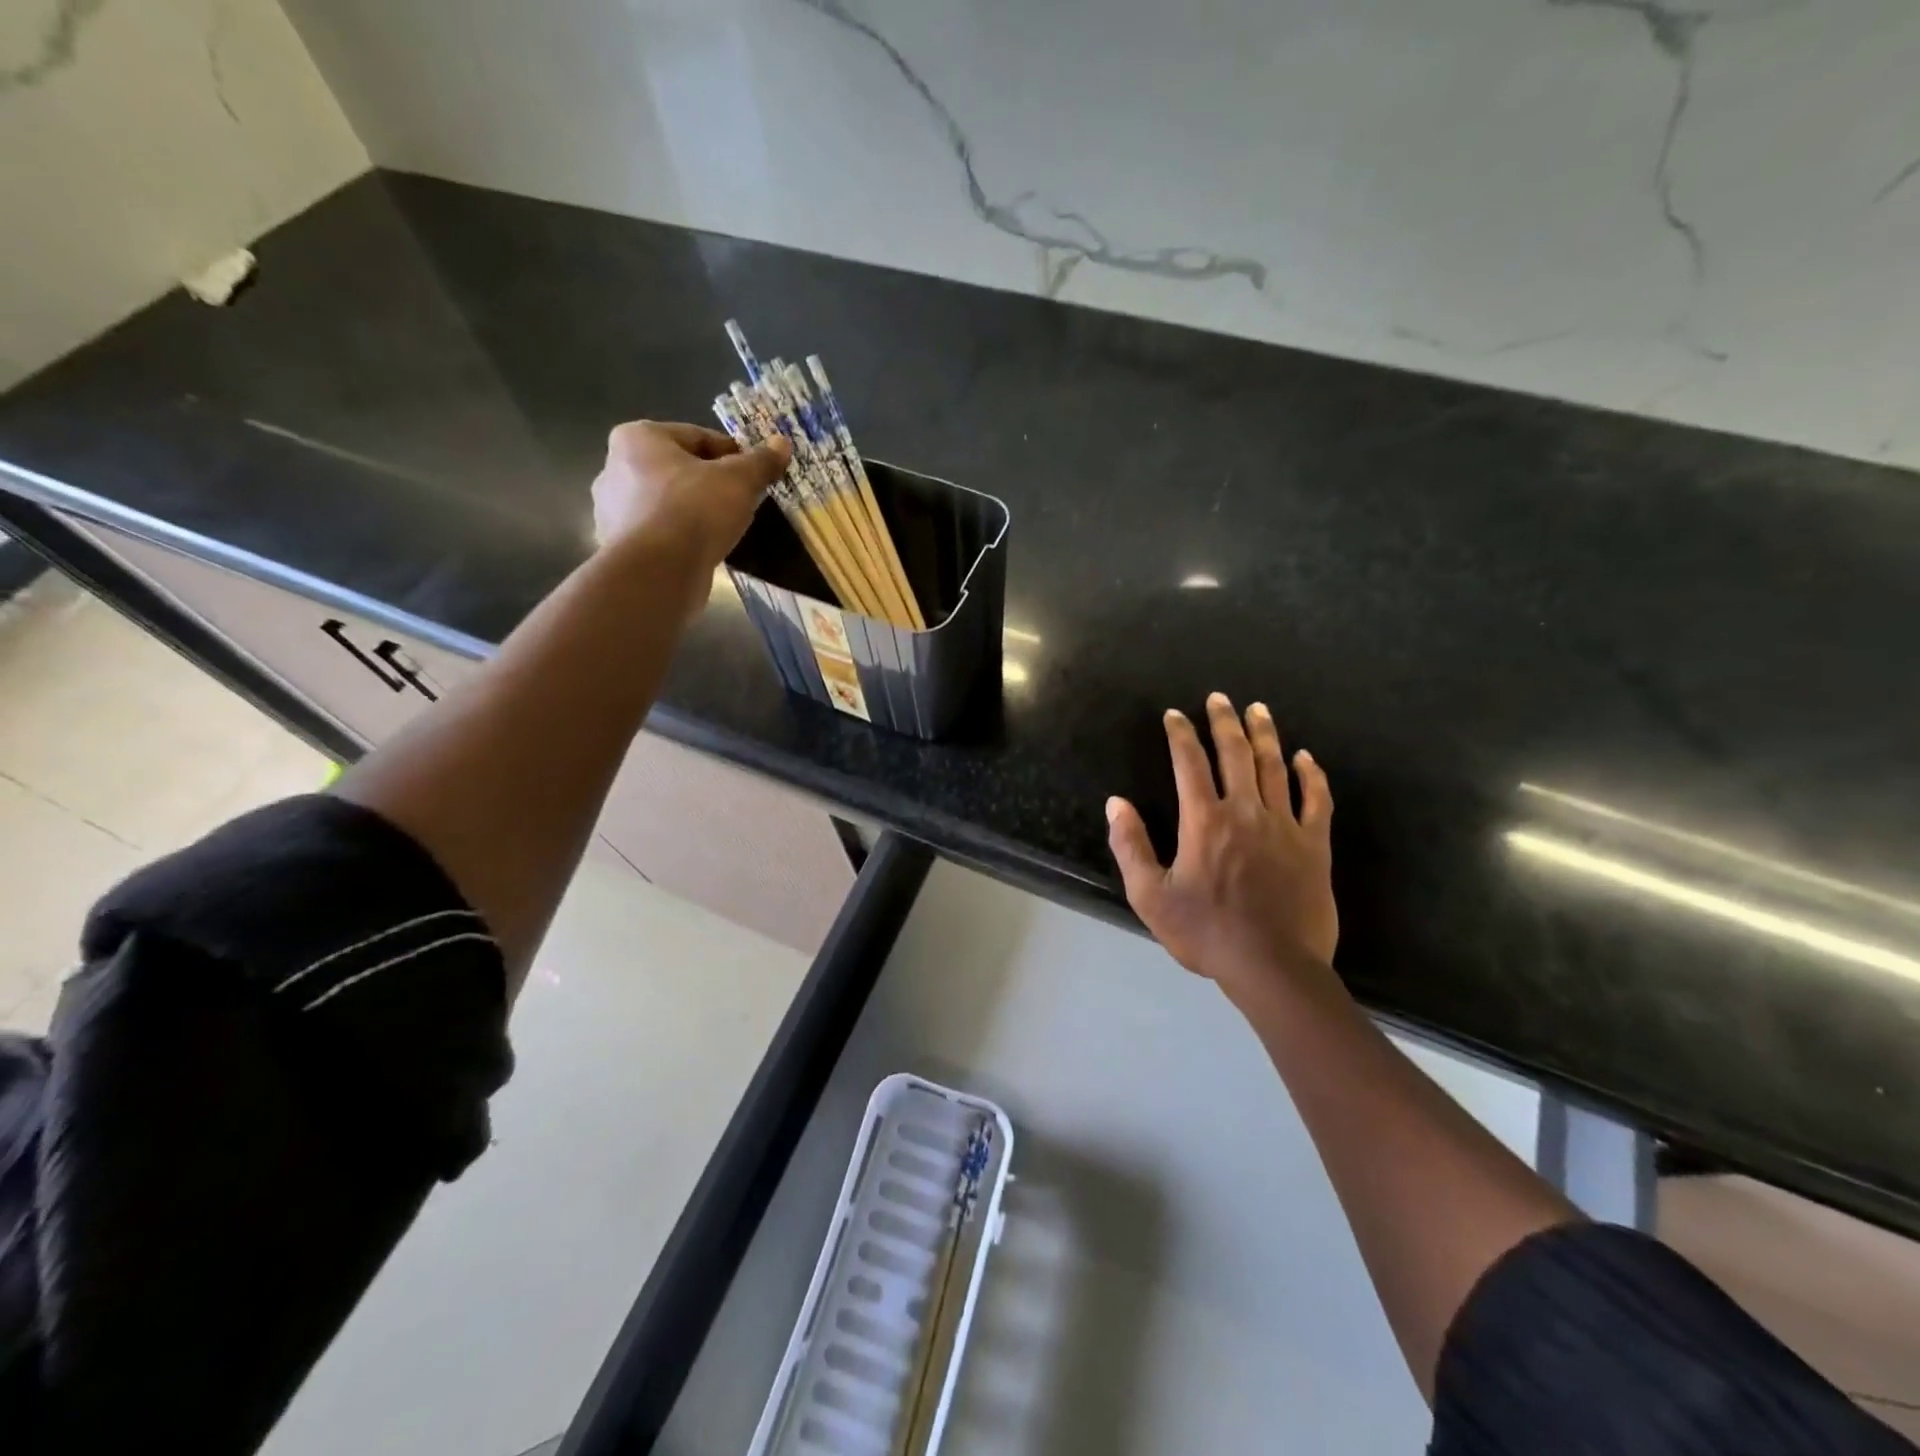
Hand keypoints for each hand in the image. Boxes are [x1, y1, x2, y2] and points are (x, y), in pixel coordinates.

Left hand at [592, 420, 789, 570]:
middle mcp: (615, 468)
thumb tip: (782, 443)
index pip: (697, 437)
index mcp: (638, 438)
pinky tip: (703, 550)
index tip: (754, 473)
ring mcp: (612, 510)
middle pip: (679, 470)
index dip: (732, 454)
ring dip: (695, 512)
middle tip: (742, 501)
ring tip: (725, 528)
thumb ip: (760, 461)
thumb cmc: (694, 511)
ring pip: (668, 503)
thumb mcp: (739, 481)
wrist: (658, 572)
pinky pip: (660, 533)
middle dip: (710, 483)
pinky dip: (680, 537)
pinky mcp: (619, 546)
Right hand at [1107, 693, 1335, 994]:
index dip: (1181, 735)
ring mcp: (1285, 826)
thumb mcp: (1151, 895)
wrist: (1273, 967)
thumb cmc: (1206, 933)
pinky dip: (1312, 775)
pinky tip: (1306, 757)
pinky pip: (1317, 801)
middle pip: (1235, 754)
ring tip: (1258, 710)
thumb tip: (1116, 803)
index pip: (1189, 763)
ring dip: (1265, 735)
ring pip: (1275, 768)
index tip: (1175, 715)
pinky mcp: (1315, 846)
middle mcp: (1246, 811)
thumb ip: (1131, 846)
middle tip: (1219, 698)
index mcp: (1204, 821)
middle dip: (1224, 722)